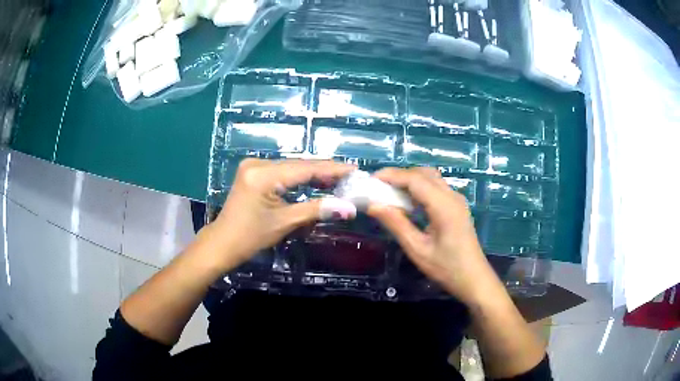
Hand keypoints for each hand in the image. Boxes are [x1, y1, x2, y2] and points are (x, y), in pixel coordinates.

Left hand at [204, 159, 356, 271]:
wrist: (223, 243)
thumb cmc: (251, 237)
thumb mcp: (285, 222)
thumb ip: (317, 210)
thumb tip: (349, 208)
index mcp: (263, 175)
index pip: (305, 168)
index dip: (332, 169)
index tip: (355, 170)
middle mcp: (258, 163)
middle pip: (298, 165)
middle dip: (325, 172)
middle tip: (350, 176)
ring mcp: (254, 166)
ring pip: (291, 168)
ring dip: (313, 175)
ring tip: (339, 180)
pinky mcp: (253, 172)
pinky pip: (282, 172)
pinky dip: (299, 178)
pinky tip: (315, 181)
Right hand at [367, 167, 498, 303]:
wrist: (473, 279)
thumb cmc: (446, 268)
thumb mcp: (417, 249)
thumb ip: (396, 224)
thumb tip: (373, 205)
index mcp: (444, 206)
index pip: (415, 179)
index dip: (392, 175)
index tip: (371, 180)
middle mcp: (452, 197)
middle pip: (424, 173)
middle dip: (400, 175)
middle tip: (379, 187)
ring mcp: (457, 200)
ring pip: (431, 179)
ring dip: (410, 180)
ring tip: (390, 193)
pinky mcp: (457, 207)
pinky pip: (436, 188)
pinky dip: (419, 188)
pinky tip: (408, 203)